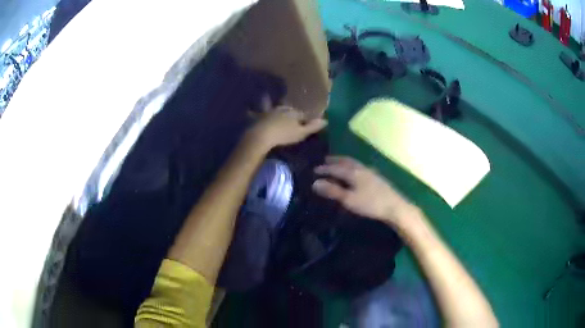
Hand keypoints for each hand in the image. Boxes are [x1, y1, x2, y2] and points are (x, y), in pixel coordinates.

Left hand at [247, 106, 326, 149]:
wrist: (262, 136)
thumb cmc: (284, 135)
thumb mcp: (301, 133)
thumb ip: (313, 127)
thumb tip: (326, 120)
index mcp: (294, 112)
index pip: (302, 114)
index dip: (305, 119)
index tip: (307, 122)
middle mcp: (283, 108)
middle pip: (290, 109)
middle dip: (292, 112)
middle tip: (293, 117)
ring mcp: (270, 111)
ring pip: (276, 107)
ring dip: (277, 107)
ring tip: (276, 108)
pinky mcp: (259, 116)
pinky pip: (257, 111)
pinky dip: (254, 110)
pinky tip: (249, 109)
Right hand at [312, 156, 414, 226]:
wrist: (394, 206)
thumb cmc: (370, 204)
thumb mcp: (349, 199)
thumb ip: (333, 191)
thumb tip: (315, 183)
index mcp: (353, 172)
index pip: (335, 168)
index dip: (324, 169)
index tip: (315, 170)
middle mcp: (361, 168)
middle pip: (346, 161)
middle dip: (335, 160)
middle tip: (326, 160)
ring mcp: (371, 172)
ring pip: (354, 163)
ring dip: (344, 162)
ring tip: (339, 163)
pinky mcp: (377, 177)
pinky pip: (360, 167)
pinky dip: (353, 166)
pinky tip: (356, 172)